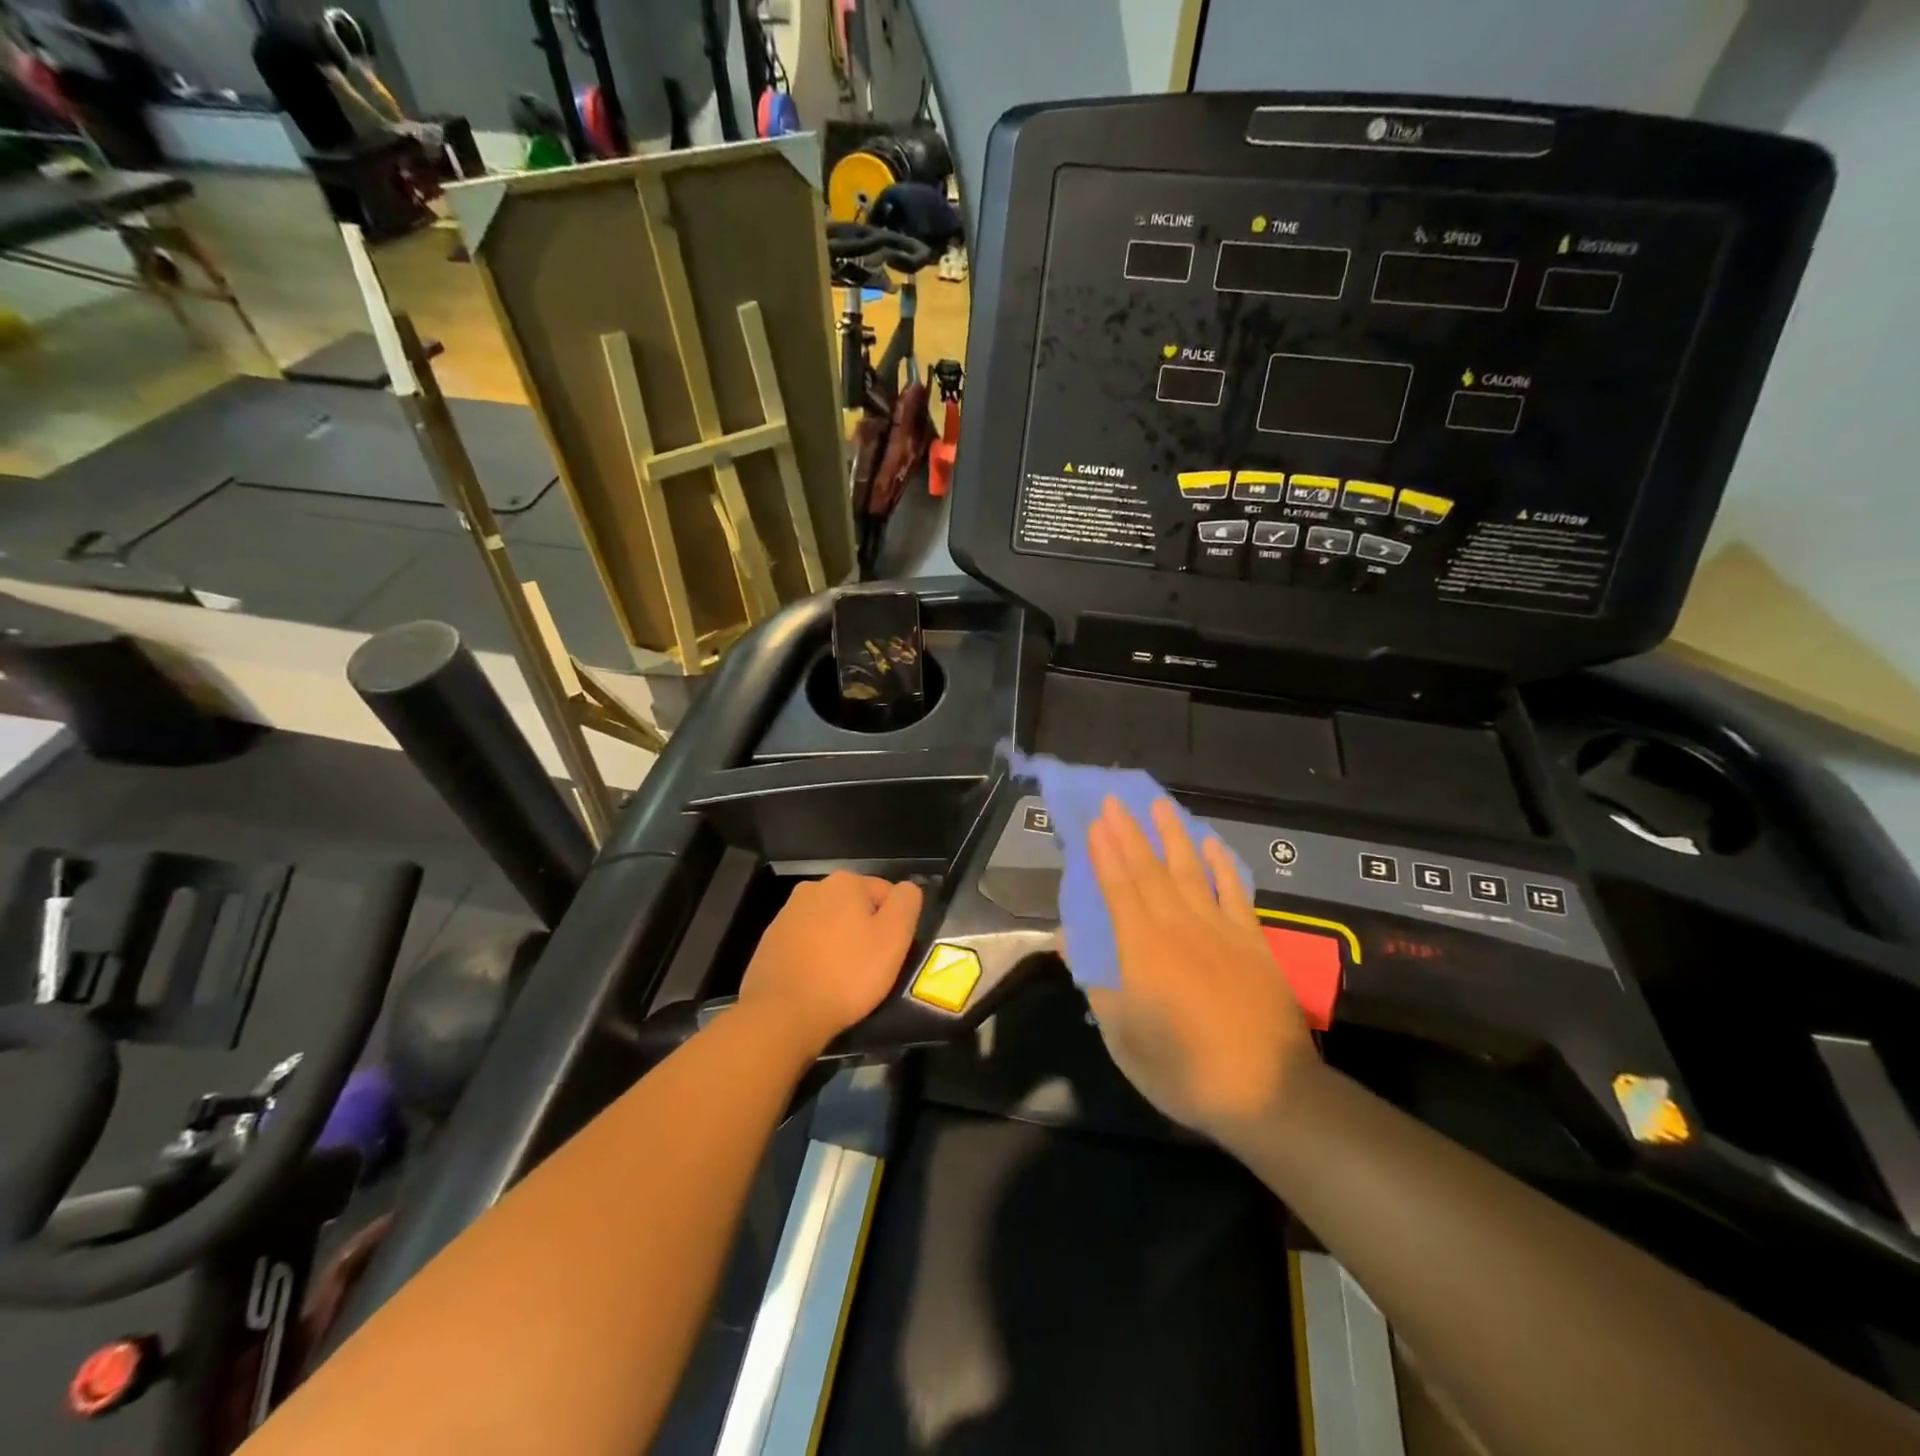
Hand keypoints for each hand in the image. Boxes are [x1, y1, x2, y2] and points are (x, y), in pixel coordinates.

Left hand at [737, 871, 923, 1052]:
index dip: (894, 923)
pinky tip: (817, 982)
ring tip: (842, 978)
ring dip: (838, 943)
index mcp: (844, 881)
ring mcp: (786, 914)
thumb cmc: (847, 973)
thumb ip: (906, 902)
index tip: (890, 953)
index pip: (885, 893)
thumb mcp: (894, 937)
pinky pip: (804, 944)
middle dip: (863, 930)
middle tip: (870, 967)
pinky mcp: (769, 942)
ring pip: (827, 924)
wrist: (783, 1014)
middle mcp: (812, 888)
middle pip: (854, 907)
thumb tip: (907, 888)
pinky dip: (814, 957)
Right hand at [1073, 797, 1317, 1141]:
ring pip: (1190, 870)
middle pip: (1149, 870)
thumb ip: (1096, 982)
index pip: (1118, 888)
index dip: (1105, 853)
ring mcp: (1219, 929)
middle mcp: (1178, 926)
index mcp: (1142, 948)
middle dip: (1129, 833)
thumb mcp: (1123, 1037)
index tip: (1094, 822)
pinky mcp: (1252, 940)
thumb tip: (1068, 938)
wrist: (1266, 1091)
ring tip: (1159, 805)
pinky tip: (1211, 844)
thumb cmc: (1183, 1069)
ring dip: (1172, 835)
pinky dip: (1221, 864)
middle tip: (1115, 800)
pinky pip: (1233, 891)